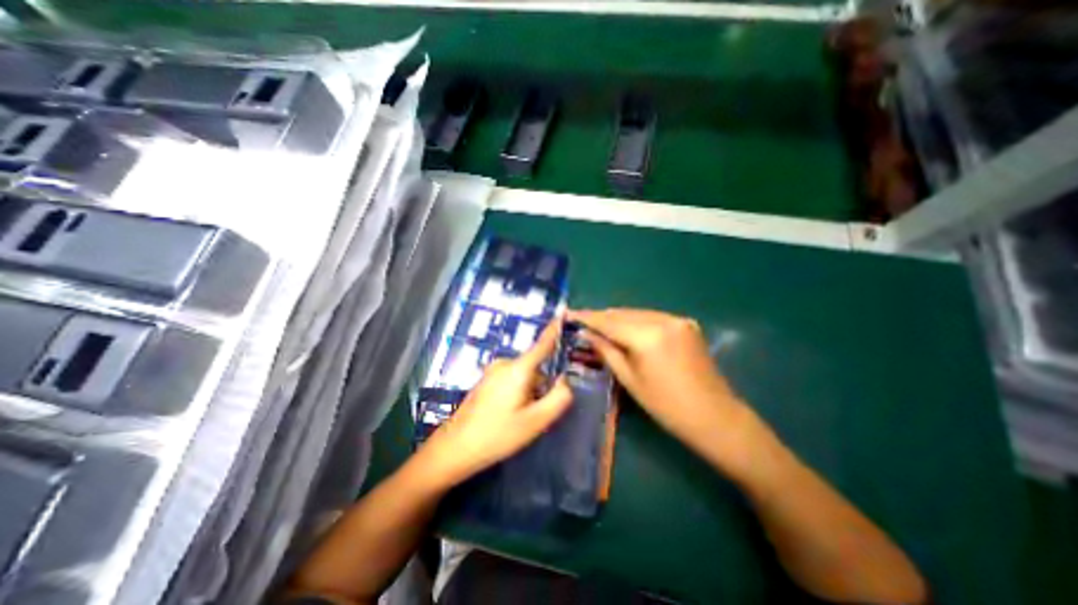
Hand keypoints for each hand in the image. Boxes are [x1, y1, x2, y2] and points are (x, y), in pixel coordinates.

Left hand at [419, 322, 572, 486]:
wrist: (455, 448)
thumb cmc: (497, 435)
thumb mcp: (536, 421)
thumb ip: (558, 398)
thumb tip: (566, 381)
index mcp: (518, 368)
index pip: (542, 343)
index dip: (555, 329)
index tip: (565, 313)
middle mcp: (505, 363)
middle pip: (535, 367)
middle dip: (543, 385)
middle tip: (539, 413)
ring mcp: (493, 371)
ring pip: (524, 376)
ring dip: (531, 392)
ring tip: (522, 419)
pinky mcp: (486, 380)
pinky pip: (512, 380)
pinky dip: (519, 393)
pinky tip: (509, 416)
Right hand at [568, 309, 751, 469]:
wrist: (715, 417)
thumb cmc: (666, 406)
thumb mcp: (630, 380)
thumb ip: (606, 351)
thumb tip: (585, 333)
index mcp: (647, 336)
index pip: (608, 321)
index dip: (586, 317)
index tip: (568, 314)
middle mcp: (663, 320)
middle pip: (622, 313)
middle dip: (601, 317)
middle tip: (581, 321)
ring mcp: (677, 319)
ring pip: (637, 313)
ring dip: (617, 319)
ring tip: (599, 325)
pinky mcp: (686, 324)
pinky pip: (652, 317)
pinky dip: (635, 321)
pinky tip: (625, 329)